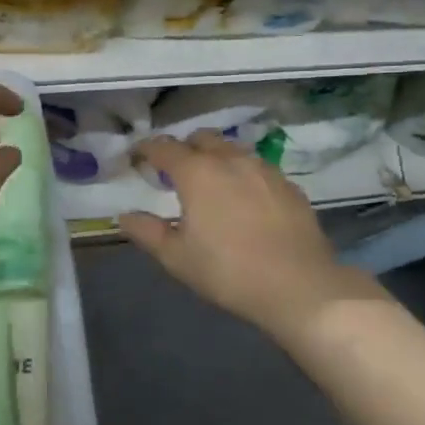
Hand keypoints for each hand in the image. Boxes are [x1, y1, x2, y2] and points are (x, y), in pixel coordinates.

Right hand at [119, 132, 386, 343]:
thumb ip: (147, 232)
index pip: (164, 148)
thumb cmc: (228, 272)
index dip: (146, 148)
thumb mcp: (177, 258)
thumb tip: (125, 216)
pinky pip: (258, 168)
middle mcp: (231, 160)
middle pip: (202, 138)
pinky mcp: (289, 185)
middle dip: (184, 148)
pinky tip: (245, 199)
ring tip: (211, 182)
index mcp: (197, 173)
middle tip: (174, 170)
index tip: (136, 155)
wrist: (299, 286)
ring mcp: (265, 170)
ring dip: (216, 157)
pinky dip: (243, 174)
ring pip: (233, 150)